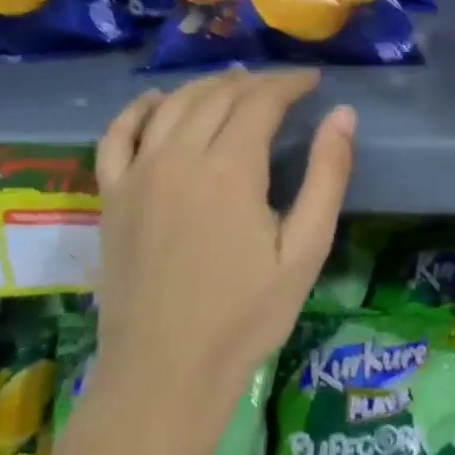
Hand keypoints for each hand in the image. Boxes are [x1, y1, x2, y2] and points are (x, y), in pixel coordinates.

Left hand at [88, 68, 354, 434]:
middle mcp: (178, 158)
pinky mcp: (111, 198)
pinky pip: (117, 136)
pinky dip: (139, 109)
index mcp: (230, 169)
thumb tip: (343, 115)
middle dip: (256, 83)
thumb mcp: (305, 250)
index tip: (313, 81)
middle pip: (218, 97)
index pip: (261, 102)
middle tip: (284, 86)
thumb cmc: (246, 316)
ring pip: (172, 106)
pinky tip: (158, 102)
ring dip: (207, 86)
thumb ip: (327, 176)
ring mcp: (137, 176)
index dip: (290, 84)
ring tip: (235, 85)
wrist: (165, 372)